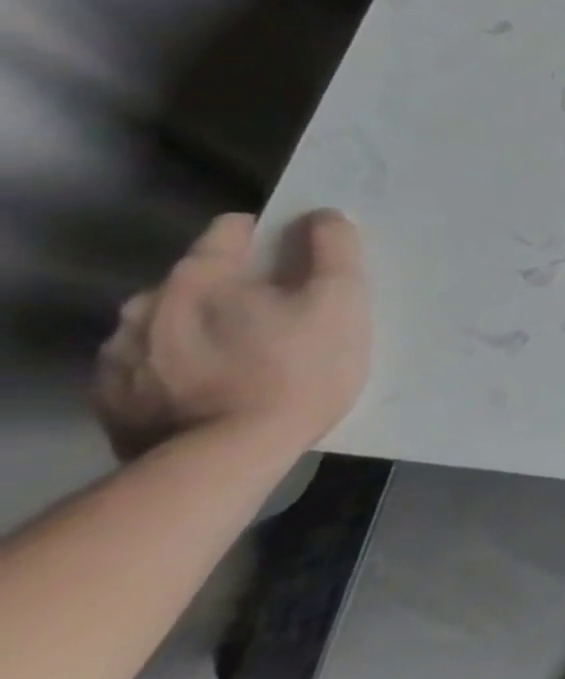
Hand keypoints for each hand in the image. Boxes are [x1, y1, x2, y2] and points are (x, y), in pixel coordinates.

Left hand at [93, 211, 370, 460]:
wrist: (225, 462)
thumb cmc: (295, 370)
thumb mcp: (341, 300)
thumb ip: (333, 247)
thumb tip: (321, 216)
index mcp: (200, 274)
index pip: (232, 229)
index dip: (272, 240)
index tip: (297, 269)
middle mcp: (146, 304)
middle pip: (200, 278)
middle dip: (234, 290)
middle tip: (277, 322)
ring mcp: (117, 355)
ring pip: (170, 322)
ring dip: (201, 328)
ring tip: (242, 360)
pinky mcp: (108, 400)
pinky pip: (149, 366)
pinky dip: (178, 368)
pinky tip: (210, 390)